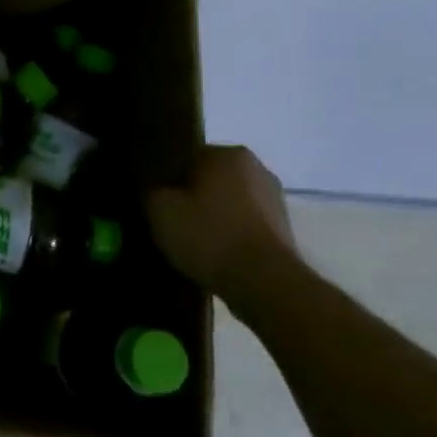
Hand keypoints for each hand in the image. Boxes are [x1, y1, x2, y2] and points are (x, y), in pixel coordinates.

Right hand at [146, 145, 295, 297]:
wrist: (263, 282)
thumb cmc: (209, 235)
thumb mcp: (160, 209)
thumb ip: (152, 191)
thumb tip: (156, 191)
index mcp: (228, 154)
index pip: (186, 156)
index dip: (167, 178)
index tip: (156, 201)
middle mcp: (257, 168)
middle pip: (210, 179)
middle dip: (191, 197)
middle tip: (170, 221)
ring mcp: (275, 200)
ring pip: (228, 203)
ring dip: (212, 217)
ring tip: (191, 243)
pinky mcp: (284, 230)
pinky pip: (244, 225)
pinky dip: (229, 236)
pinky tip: (214, 256)